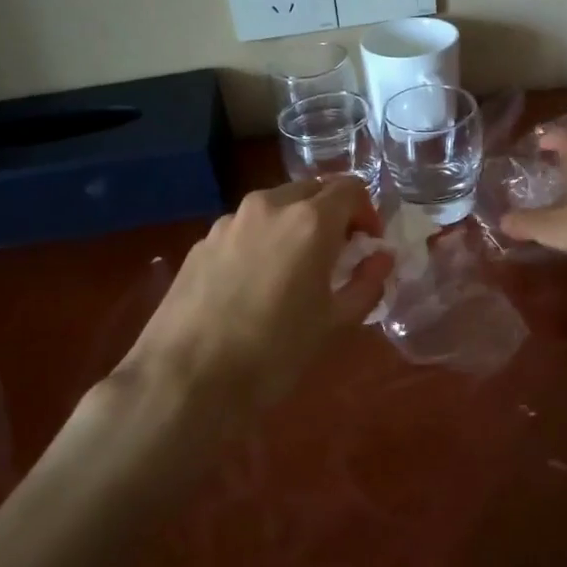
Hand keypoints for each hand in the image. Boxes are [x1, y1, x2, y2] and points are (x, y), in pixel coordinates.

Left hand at [117, 178, 394, 408]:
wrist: (185, 378)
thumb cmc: (273, 353)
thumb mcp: (334, 324)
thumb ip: (367, 283)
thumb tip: (381, 258)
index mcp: (309, 221)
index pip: (351, 188)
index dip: (367, 212)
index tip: (368, 245)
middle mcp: (269, 207)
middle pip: (312, 190)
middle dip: (332, 215)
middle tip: (337, 255)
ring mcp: (230, 221)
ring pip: (276, 206)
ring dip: (296, 225)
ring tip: (295, 270)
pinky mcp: (203, 241)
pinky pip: (246, 227)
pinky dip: (263, 240)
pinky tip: (255, 284)